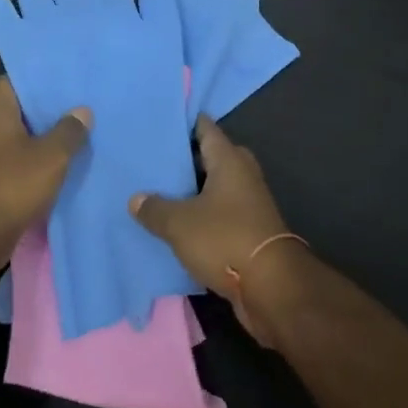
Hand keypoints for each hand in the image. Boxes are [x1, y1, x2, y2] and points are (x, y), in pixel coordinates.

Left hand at [0, 77, 90, 261]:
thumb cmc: (13, 185)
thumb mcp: (51, 156)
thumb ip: (69, 131)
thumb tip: (81, 111)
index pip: (14, 80)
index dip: (39, 79)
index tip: (65, 81)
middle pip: (19, 110)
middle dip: (47, 110)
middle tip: (79, 107)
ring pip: (19, 137)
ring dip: (43, 138)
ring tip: (76, 134)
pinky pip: (16, 160)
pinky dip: (35, 161)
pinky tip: (60, 165)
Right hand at [129, 115, 301, 344]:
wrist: (271, 288)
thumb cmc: (225, 239)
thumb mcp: (179, 223)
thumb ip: (155, 208)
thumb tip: (136, 198)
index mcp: (229, 160)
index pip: (206, 128)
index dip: (184, 122)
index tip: (160, 120)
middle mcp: (242, 175)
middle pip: (212, 157)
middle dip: (187, 158)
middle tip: (154, 159)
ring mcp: (249, 204)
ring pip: (216, 187)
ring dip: (193, 190)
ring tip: (158, 191)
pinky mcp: (249, 231)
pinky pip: (220, 213)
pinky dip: (201, 215)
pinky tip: (176, 224)